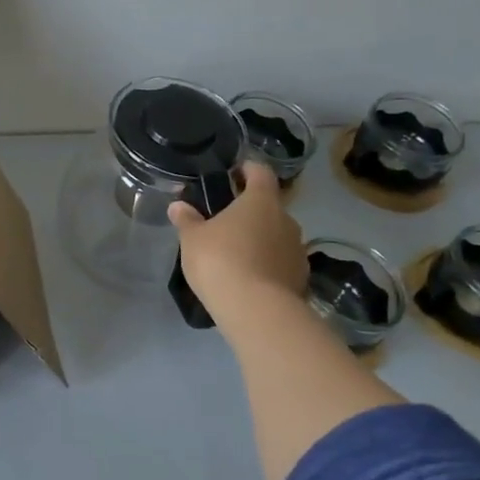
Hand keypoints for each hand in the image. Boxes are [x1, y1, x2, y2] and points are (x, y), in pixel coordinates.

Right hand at [167, 162, 308, 324]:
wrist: (256, 310)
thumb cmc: (221, 261)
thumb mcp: (193, 239)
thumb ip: (187, 220)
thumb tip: (178, 206)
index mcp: (261, 201)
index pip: (260, 172)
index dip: (248, 169)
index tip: (236, 172)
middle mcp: (286, 219)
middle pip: (269, 207)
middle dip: (251, 212)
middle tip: (227, 222)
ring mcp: (297, 250)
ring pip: (277, 236)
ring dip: (261, 239)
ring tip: (238, 254)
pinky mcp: (301, 277)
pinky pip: (281, 262)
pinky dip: (268, 265)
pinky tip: (251, 278)